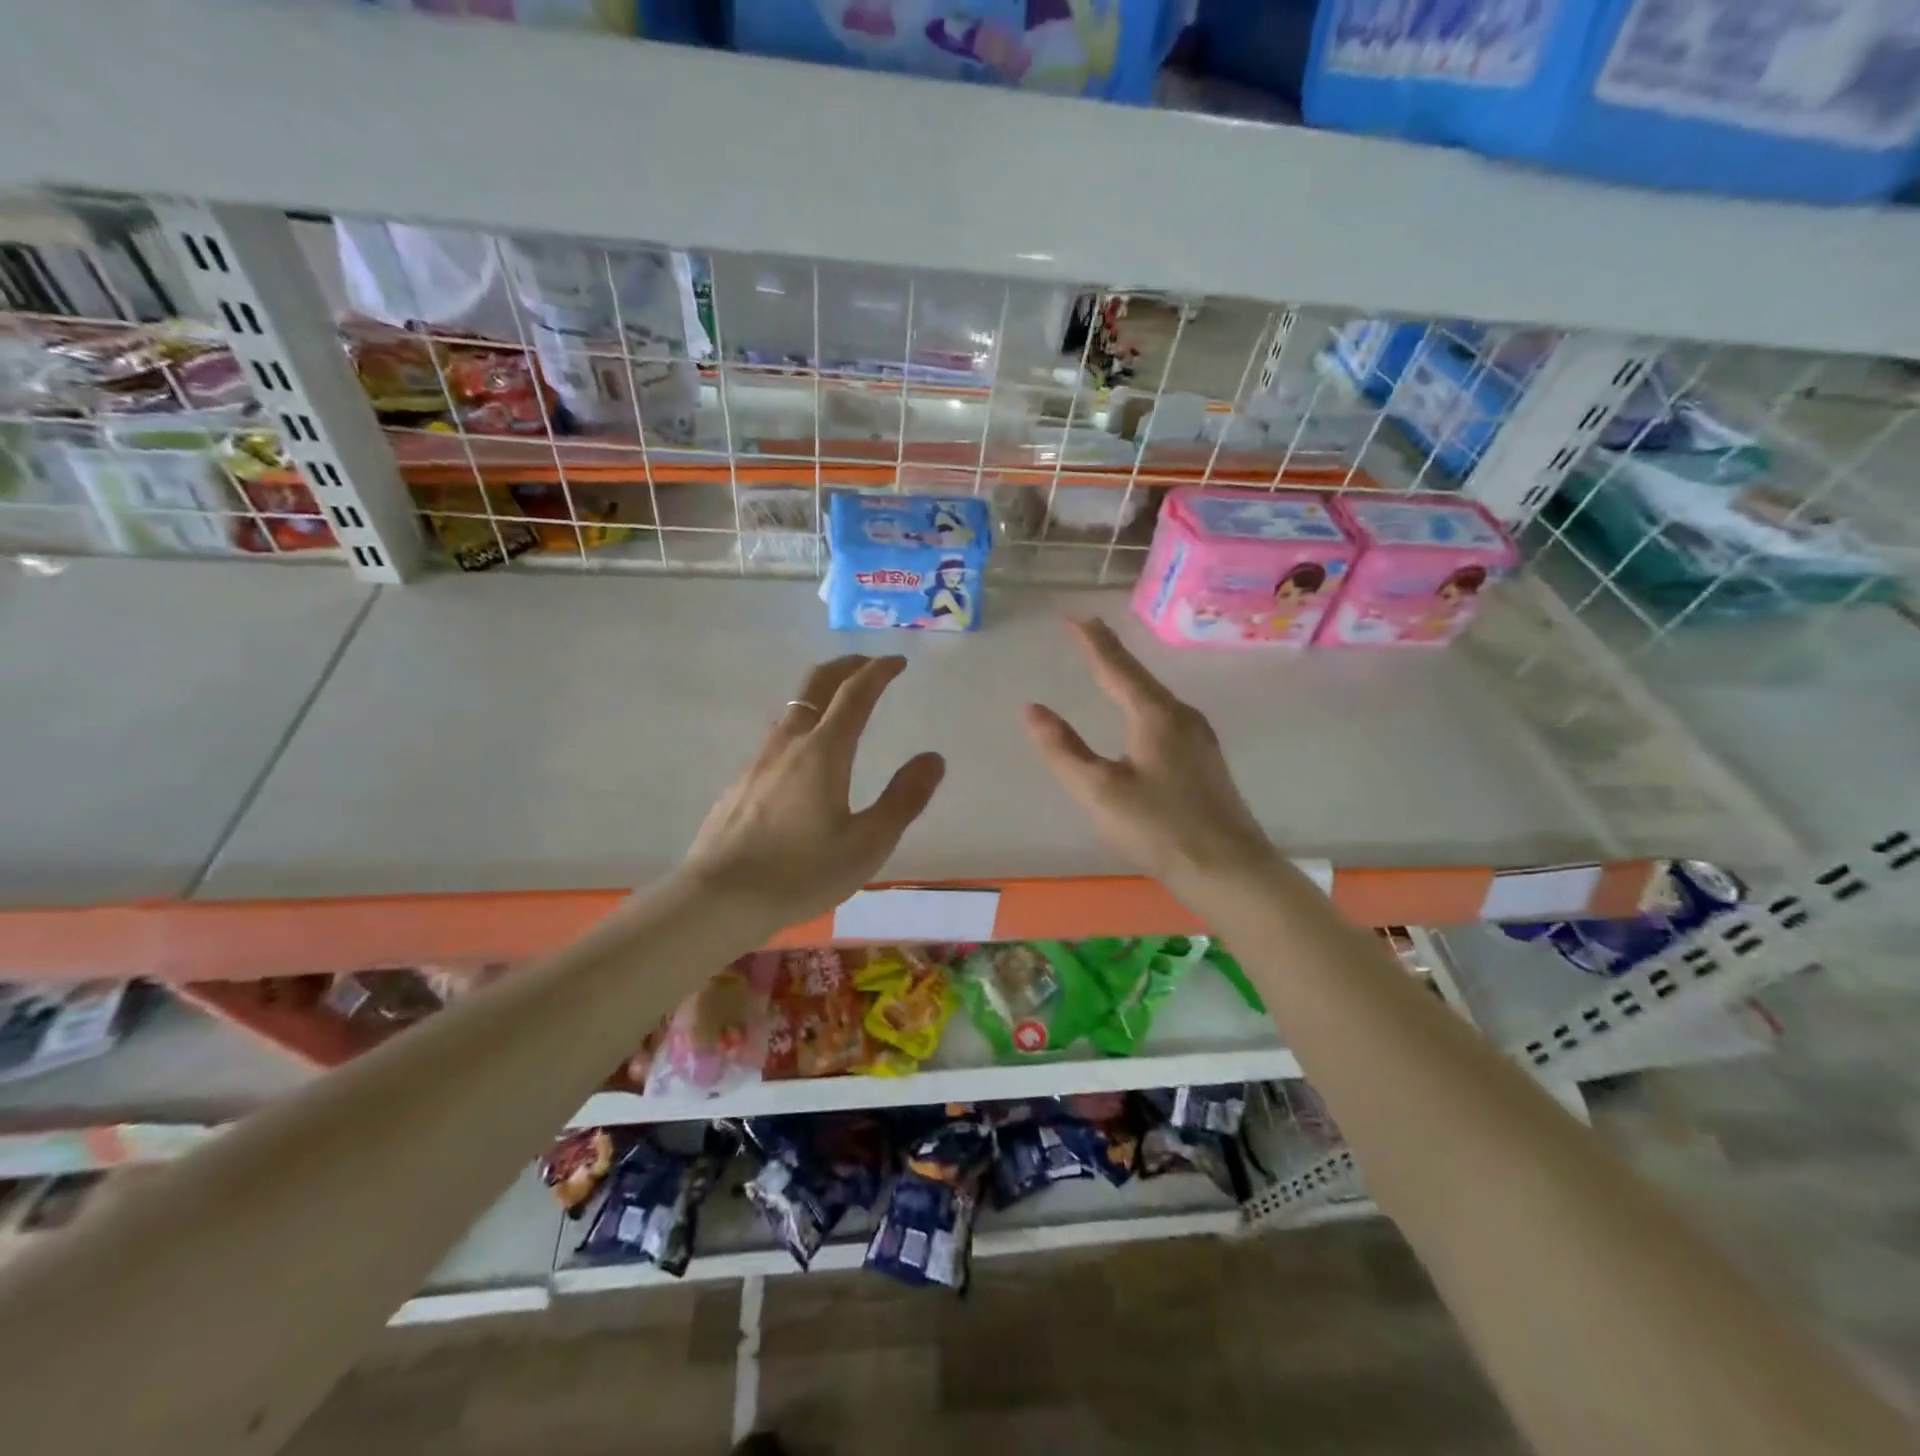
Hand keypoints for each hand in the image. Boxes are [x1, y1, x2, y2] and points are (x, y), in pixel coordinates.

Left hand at [680, 654, 944, 929]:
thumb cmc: (801, 873)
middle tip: (869, 664)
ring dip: (822, 693)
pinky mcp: (742, 781)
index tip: (898, 661)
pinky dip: (803, 723)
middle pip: (817, 683)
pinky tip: (806, 755)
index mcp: (824, 751)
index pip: (855, 693)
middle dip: (846, 666)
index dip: (879, 671)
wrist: (719, 898)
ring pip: (794, 707)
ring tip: (842, 704)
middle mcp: (789, 743)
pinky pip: (779, 736)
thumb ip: (904, 799)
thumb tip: (933, 758)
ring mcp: (760, 760)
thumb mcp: (867, 844)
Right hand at [1023, 619, 1279, 902]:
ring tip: (1108, 669)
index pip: (1116, 667)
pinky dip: (1143, 703)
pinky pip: (1167, 717)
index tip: (1072, 616)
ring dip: (1129, 678)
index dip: (1091, 641)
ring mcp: (1200, 739)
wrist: (1229, 871)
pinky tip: (1142, 717)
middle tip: (1087, 634)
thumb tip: (1031, 709)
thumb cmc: (1159, 828)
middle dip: (1110, 654)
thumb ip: (1063, 749)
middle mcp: (1182, 717)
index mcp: (1155, 716)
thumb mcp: (1099, 791)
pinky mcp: (1206, 761)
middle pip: (1139, 676)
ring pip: (1156, 697)